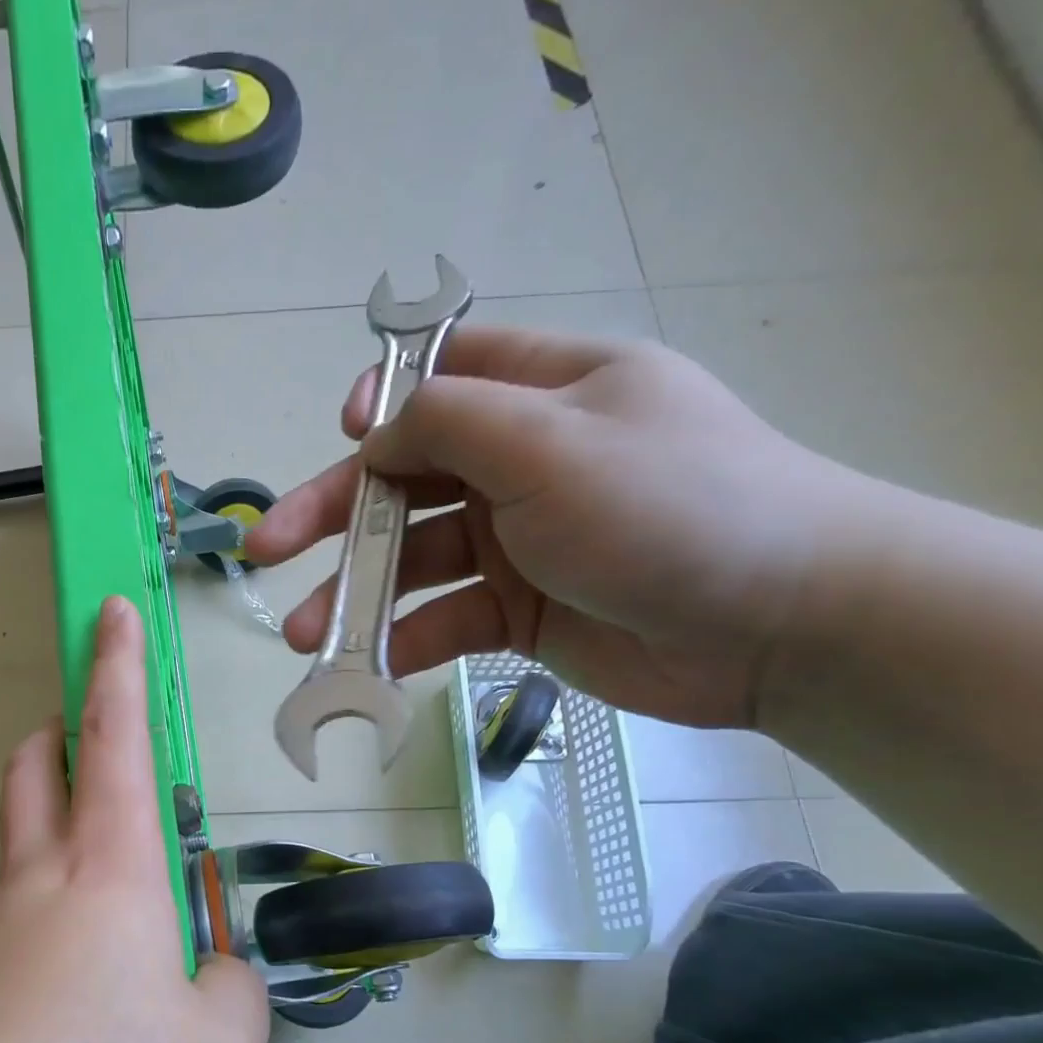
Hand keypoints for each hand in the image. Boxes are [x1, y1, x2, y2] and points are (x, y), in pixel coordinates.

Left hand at [0, 596, 269, 1042]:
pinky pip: (4, 929)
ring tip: (110, 922)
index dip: (119, 667)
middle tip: (90, 744)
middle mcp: (33, 883)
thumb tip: (207, 972)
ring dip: (55, 840)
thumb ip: (232, 992)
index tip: (110, 612)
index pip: (114, 739)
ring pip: (18, 850)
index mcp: (109, 874)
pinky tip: (63, 1013)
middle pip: (35, 770)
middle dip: (61, 734)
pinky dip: (41, 930)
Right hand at [245, 327, 893, 725]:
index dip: (382, 401)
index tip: (343, 434)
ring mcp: (517, 542)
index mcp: (542, 394)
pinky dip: (404, 641)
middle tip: (267, 552)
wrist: (775, 626)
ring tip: (303, 637)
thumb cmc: (667, 507)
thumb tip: (374, 433)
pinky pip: (444, 620)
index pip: (444, 375)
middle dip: (332, 515)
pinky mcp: (518, 612)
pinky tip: (367, 667)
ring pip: (412, 562)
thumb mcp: (551, 442)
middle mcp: (523, 463)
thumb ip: (450, 422)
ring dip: (354, 596)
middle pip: (404, 479)